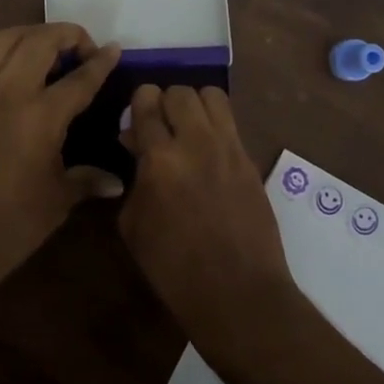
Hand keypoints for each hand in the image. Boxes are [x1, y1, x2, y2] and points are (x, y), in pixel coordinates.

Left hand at [0, 23, 122, 299]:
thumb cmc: (8, 226)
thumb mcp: (56, 201)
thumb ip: (87, 180)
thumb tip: (115, 182)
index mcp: (41, 116)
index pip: (79, 78)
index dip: (100, 62)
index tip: (113, 50)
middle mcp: (8, 92)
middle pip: (40, 41)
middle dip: (67, 35)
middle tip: (82, 48)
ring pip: (4, 39)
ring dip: (31, 35)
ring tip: (46, 49)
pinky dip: (0, 54)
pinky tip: (9, 71)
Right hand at [119, 84, 296, 343]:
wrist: (237, 291)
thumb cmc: (173, 267)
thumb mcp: (133, 225)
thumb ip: (133, 178)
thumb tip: (137, 148)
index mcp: (160, 158)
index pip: (147, 103)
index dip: (139, 102)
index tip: (136, 114)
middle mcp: (196, 142)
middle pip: (181, 91)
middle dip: (165, 101)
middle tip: (161, 123)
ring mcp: (229, 148)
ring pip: (212, 96)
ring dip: (195, 105)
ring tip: (188, 127)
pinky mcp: (250, 159)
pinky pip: (230, 123)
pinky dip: (215, 125)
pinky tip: (208, 149)